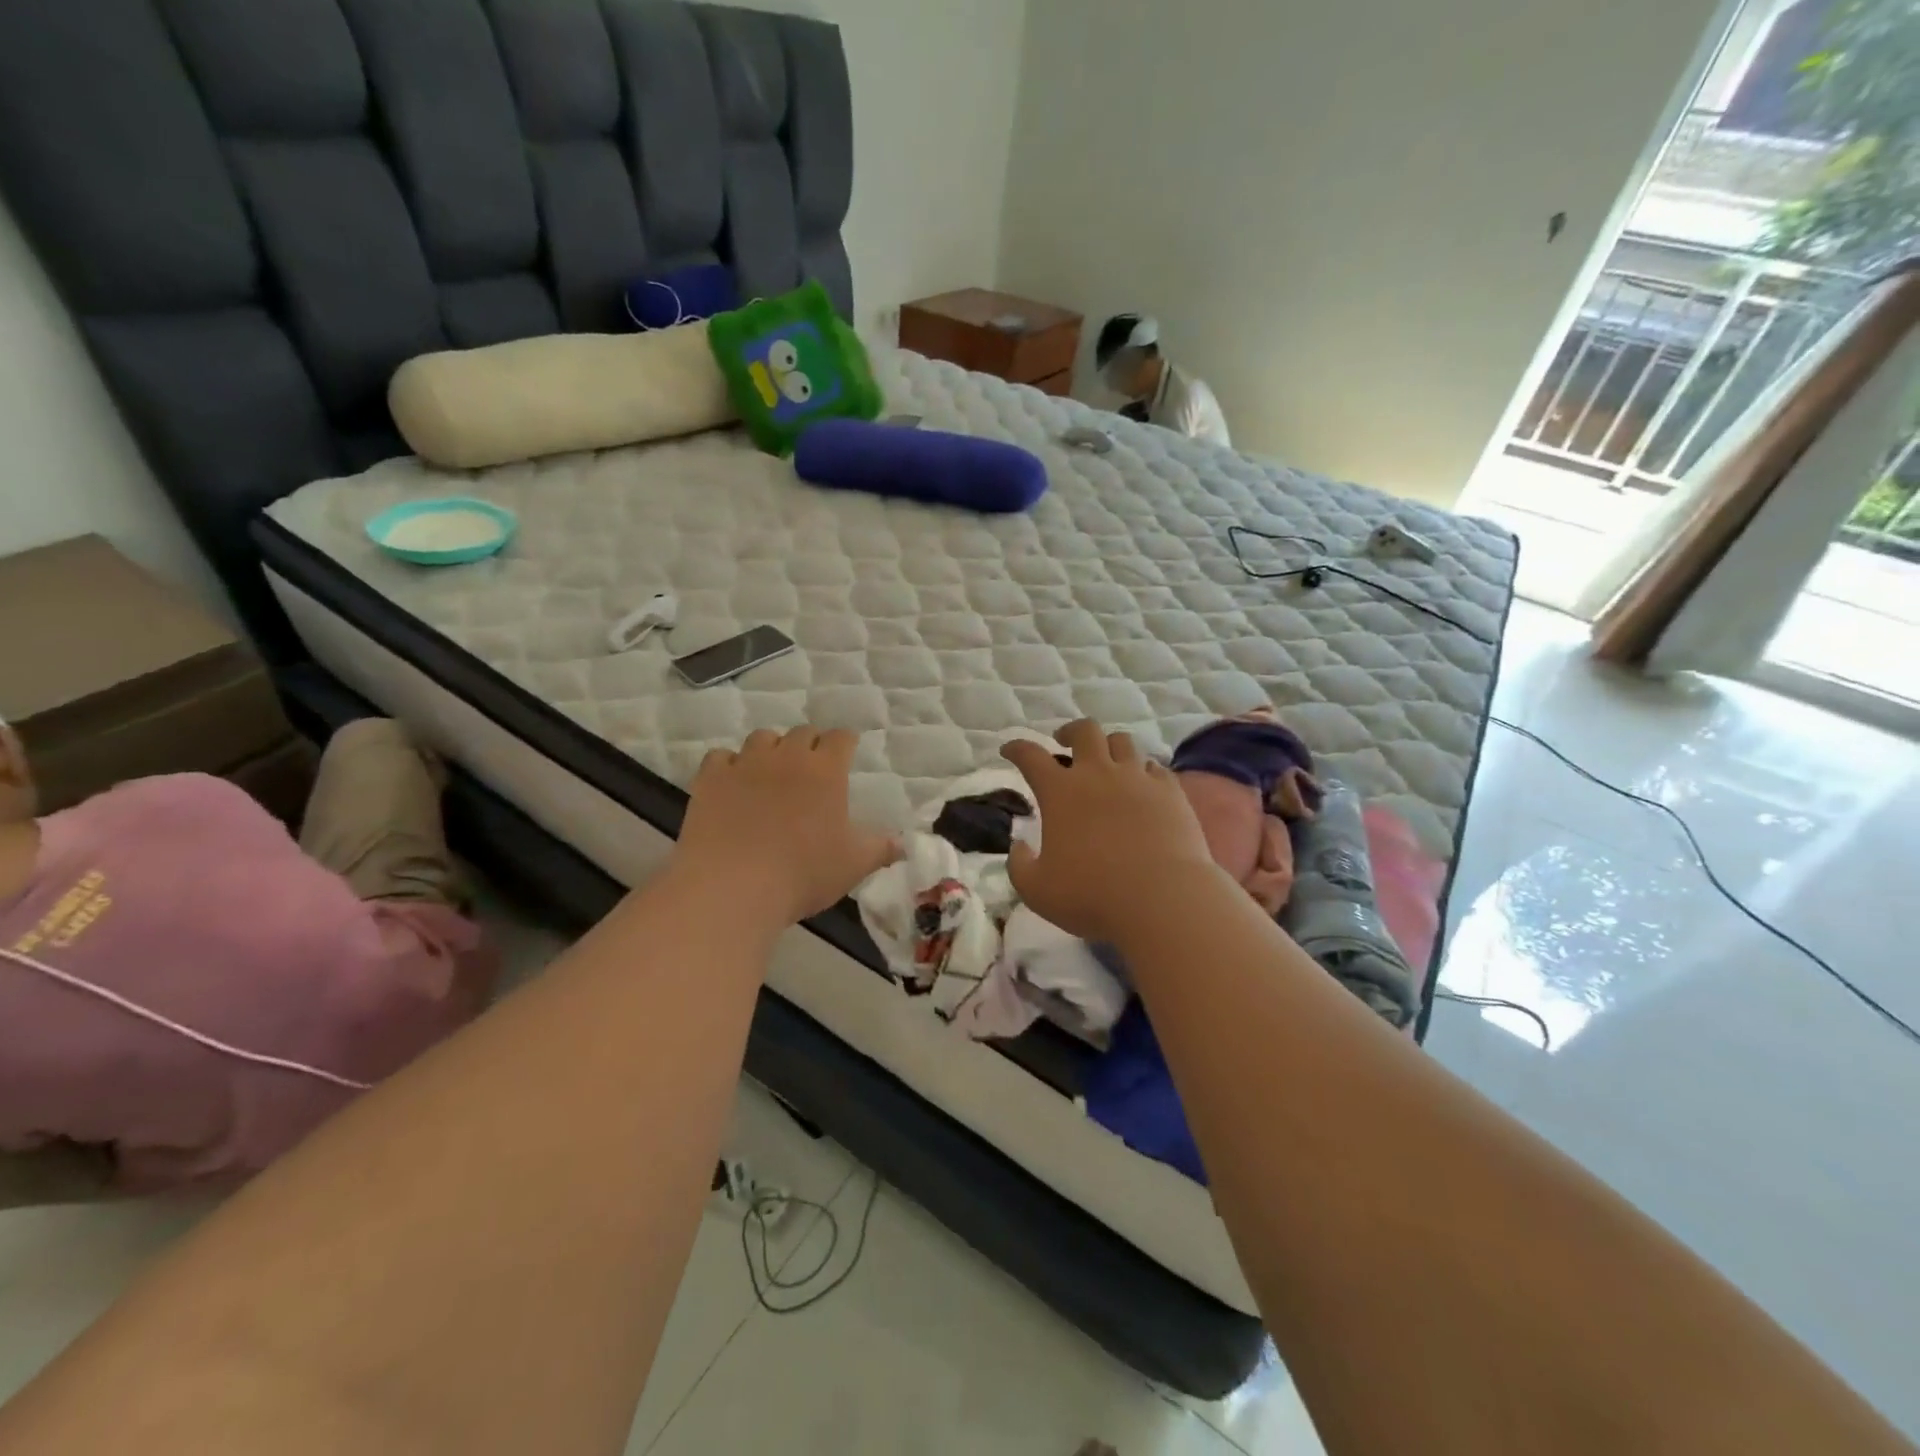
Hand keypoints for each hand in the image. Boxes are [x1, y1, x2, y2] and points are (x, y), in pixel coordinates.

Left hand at [677, 726, 898, 926]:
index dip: (846, 742)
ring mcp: (745, 764)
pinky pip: (721, 757)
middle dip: (811, 744)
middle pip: (803, 733)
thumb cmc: (803, 873)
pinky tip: (732, 783)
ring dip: (772, 748)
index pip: (841, 738)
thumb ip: (881, 849)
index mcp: (826, 771)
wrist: (732, 886)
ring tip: (772, 770)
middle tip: (813, 766)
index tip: (848, 751)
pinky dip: (729, 765)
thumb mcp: (854, 865)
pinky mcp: (711, 779)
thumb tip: (903, 844)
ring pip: (762, 738)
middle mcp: (787, 757)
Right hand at [1000, 719, 1220, 943]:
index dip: (1016, 748)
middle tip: (1064, 743)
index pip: (1030, 756)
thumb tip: (1018, 846)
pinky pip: (1155, 767)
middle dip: (1070, 732)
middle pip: (1084, 731)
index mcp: (1061, 792)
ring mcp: (1138, 779)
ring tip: (1106, 761)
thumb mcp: (1037, 890)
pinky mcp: (1170, 792)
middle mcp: (1098, 774)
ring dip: (1109, 746)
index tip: (1009, 749)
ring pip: (1122, 741)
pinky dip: (1143, 770)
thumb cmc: (1092, 895)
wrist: (1162, 899)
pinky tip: (1142, 785)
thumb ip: (1019, 865)